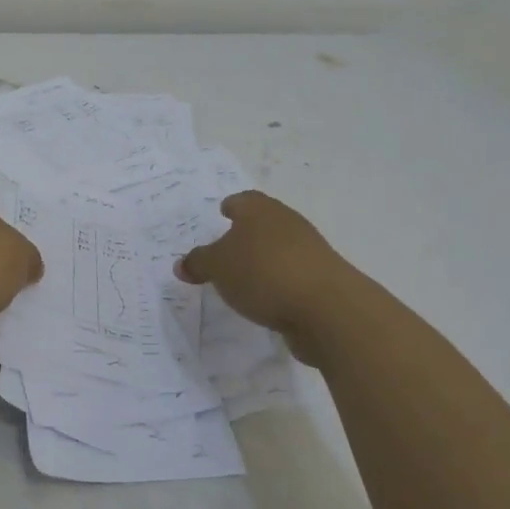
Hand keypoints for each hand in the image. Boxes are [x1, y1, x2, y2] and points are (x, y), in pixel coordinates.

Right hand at [175, 192, 353, 350]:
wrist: (327, 308)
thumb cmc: (263, 272)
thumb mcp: (217, 267)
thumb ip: (198, 263)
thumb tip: (182, 264)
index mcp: (260, 210)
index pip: (242, 200)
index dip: (230, 207)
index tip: (222, 214)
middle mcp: (287, 223)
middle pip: (263, 223)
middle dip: (245, 234)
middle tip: (225, 249)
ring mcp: (309, 251)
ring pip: (279, 249)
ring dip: (263, 260)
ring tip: (243, 278)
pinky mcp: (321, 280)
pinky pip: (291, 275)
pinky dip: (278, 282)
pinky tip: (265, 299)